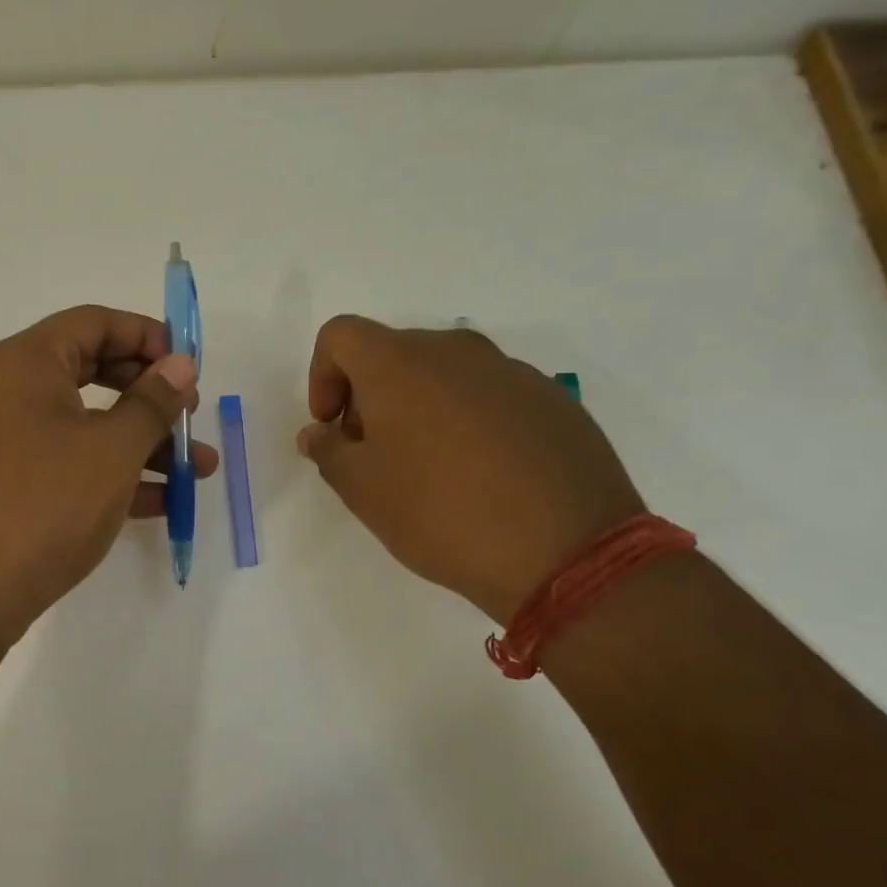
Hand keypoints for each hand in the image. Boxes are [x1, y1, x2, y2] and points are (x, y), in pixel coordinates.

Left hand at [0, 306, 218, 649]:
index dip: (149, 337)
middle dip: (151, 395)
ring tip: (198, 471)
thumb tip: (181, 363)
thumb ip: (152, 402)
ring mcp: (4, 440)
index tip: (189, 369)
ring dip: (143, 443)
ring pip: (86, 424)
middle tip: (190, 416)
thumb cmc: (42, 507)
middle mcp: (9, 391)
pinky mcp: (7, 484)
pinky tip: (160, 502)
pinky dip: (112, 474)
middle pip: (94, 371)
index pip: (96, 322)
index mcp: (27, 363)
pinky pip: (69, 462)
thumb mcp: (111, 451)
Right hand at [296, 317, 642, 621]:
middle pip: (392, 353)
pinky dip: (469, 420)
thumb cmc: (441, 513)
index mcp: (400, 363)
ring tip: (431, 469)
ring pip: (444, 373)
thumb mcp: (363, 490)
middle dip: (369, 397)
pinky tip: (483, 475)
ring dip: (420, 407)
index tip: (333, 426)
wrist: (567, 551)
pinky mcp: (552, 399)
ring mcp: (511, 371)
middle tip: (374, 454)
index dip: (322, 376)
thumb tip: (319, 433)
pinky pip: (490, 395)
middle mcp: (456, 350)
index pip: (340, 335)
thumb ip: (328, 451)